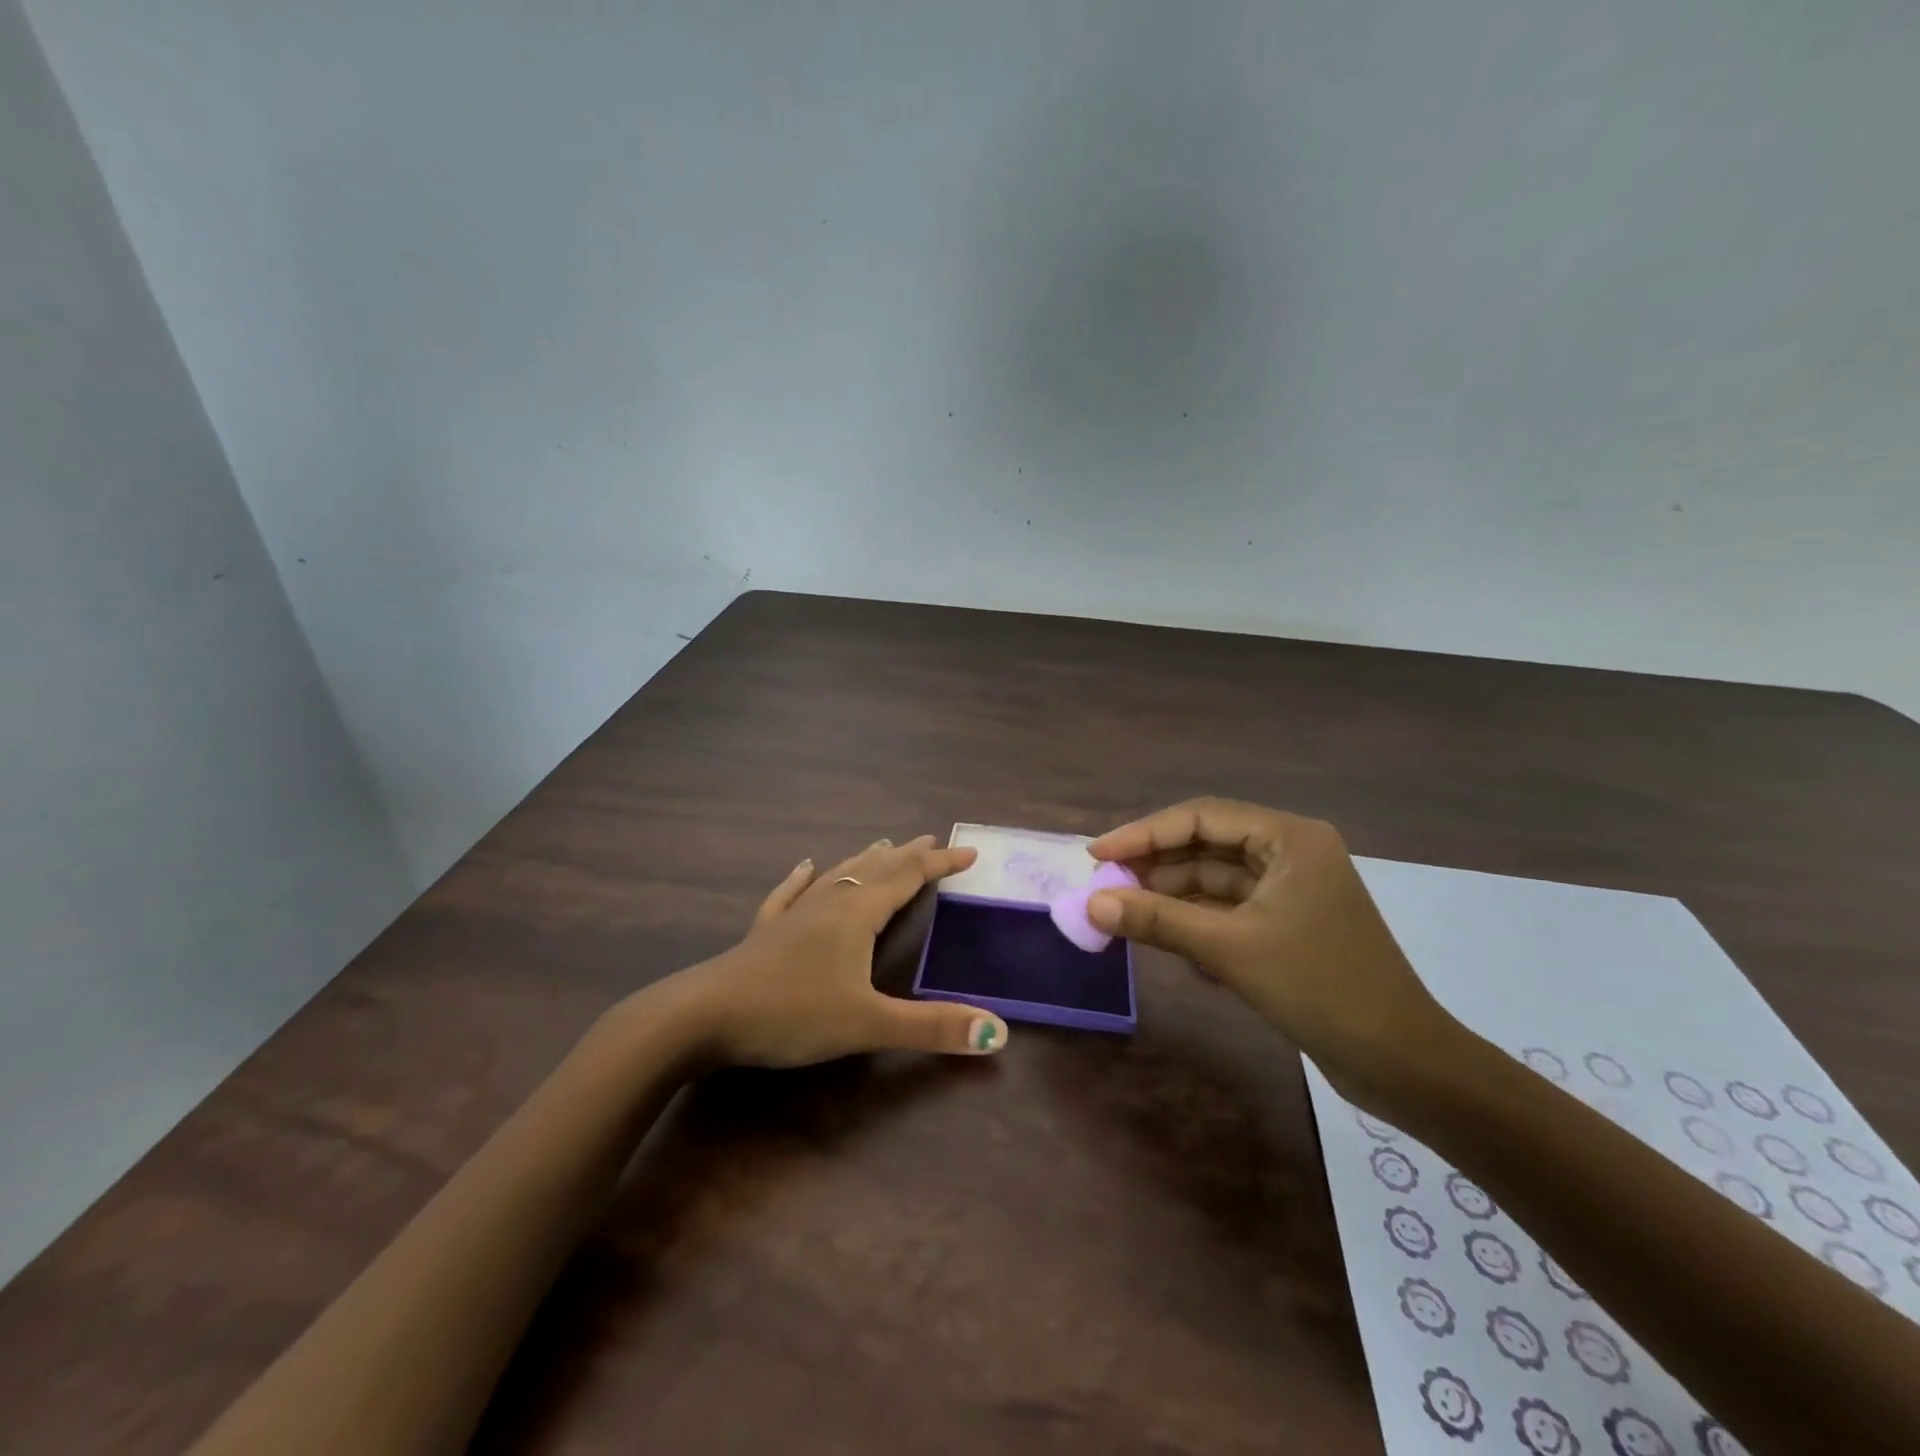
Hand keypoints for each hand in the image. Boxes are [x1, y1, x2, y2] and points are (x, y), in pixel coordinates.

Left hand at [668, 835, 1009, 1068]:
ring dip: (866, 859)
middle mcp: (829, 903)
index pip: (909, 878)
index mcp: (857, 914)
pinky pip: (790, 893)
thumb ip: (932, 1027)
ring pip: (838, 875)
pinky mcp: (766, 931)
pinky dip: (802, 877)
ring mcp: (794, 914)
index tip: (969, 853)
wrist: (704, 1016)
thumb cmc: (791, 1013)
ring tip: (883, 843)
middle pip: (876, 868)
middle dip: (908, 855)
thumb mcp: (868, 1024)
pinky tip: (804, 865)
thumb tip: (997, 1032)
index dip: (941, 865)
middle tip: (932, 841)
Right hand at [1086, 798, 1459, 1102]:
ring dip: (1169, 894)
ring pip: (1214, 878)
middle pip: (1206, 844)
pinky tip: (1159, 933)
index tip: (1097, 855)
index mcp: (1289, 838)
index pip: (1201, 817)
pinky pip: (1228, 907)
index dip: (1144, 833)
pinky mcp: (1287, 924)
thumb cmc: (1320, 989)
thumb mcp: (1230, 949)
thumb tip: (1091, 905)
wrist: (1402, 1064)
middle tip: (1104, 886)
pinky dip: (1193, 918)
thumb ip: (1157, 920)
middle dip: (1154, 864)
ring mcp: (1291, 889)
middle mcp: (1290, 852)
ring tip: (1121, 910)